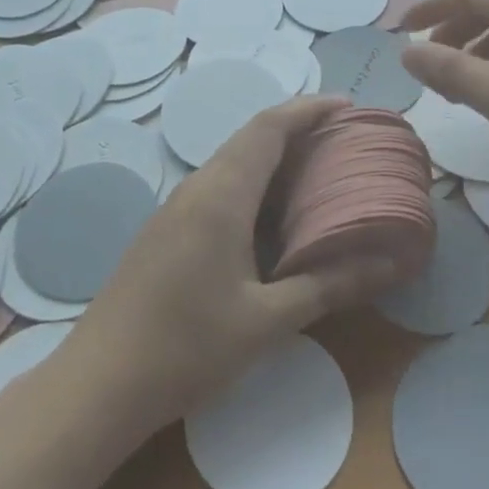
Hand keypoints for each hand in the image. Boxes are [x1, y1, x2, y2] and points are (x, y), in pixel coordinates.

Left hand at [65, 96, 400, 435]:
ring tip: (318, 172)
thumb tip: (390, 264)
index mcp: (221, 195)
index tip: (348, 105)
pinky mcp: (167, 230)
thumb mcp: (266, 322)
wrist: (98, 383)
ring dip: (274, 157)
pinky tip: (273, 217)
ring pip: (233, 162)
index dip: (308, 109)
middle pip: (251, 138)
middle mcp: (197, 188)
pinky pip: (218, 187)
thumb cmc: (186, 348)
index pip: (269, 128)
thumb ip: (327, 286)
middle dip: (297, 129)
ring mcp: (176, 208)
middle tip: (343, 140)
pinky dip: (254, 184)